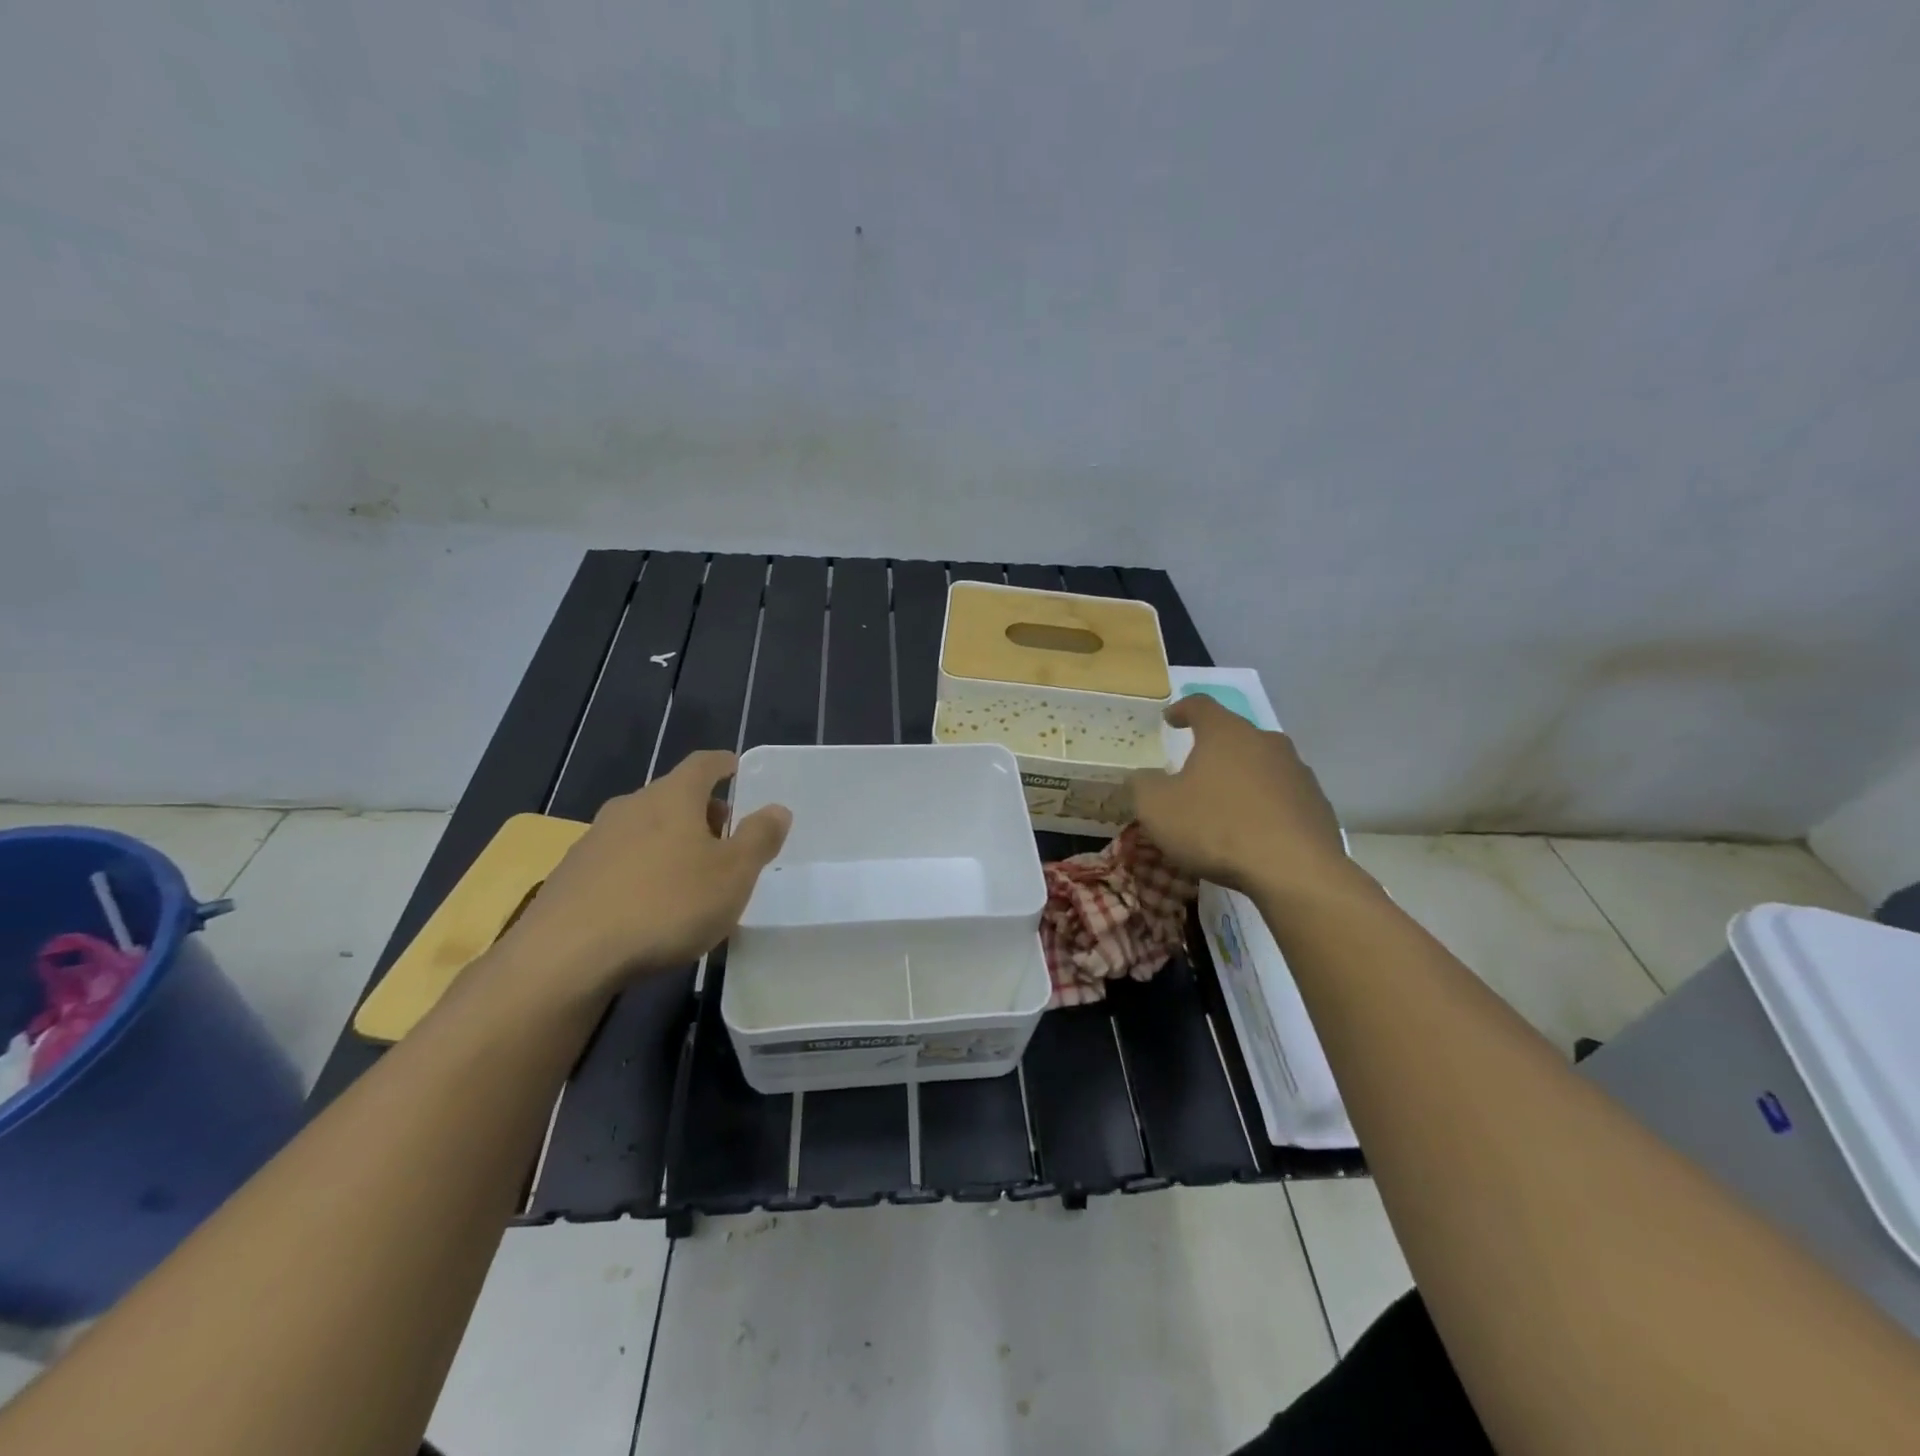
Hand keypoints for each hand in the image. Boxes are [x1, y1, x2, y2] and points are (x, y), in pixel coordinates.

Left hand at [502, 750, 790, 999]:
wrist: (566, 956)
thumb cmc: (666, 905)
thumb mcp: (733, 874)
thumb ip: (759, 838)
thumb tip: (777, 809)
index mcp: (673, 797)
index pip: (702, 764)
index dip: (723, 764)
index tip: (736, 768)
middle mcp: (631, 806)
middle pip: (672, 796)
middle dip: (701, 811)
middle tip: (724, 837)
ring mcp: (595, 840)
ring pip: (644, 828)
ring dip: (670, 841)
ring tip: (689, 875)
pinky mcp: (571, 875)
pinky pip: (619, 859)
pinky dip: (641, 868)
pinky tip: (649, 904)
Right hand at [1129, 695, 1361, 899]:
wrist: (1294, 871)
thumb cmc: (1216, 828)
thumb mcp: (1156, 808)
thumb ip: (1143, 785)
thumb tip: (1144, 777)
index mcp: (1225, 733)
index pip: (1200, 705)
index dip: (1182, 709)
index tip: (1170, 719)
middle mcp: (1266, 742)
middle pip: (1235, 735)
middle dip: (1213, 749)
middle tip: (1194, 771)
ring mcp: (1297, 772)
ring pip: (1261, 765)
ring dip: (1241, 778)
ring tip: (1224, 806)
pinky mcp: (1317, 804)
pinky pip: (1282, 796)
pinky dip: (1264, 805)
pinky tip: (1253, 832)